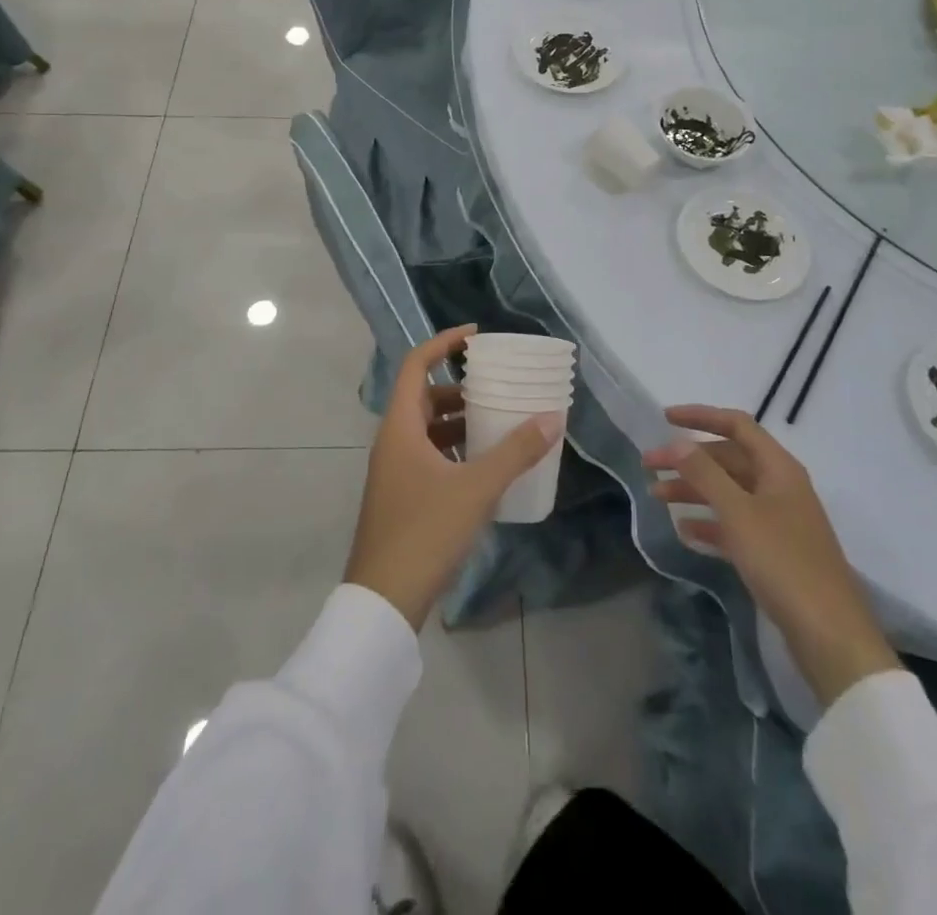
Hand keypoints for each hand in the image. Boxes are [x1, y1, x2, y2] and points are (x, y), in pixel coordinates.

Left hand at [344, 326, 564, 630]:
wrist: (384, 600)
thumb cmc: (425, 531)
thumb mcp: (476, 488)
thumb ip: (515, 451)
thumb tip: (553, 417)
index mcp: (400, 427)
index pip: (416, 365)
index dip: (443, 343)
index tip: (476, 336)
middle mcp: (392, 441)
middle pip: (424, 397)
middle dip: (459, 387)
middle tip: (496, 386)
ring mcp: (394, 471)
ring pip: (427, 429)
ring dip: (458, 420)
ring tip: (497, 422)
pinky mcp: (401, 496)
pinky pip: (429, 456)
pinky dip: (454, 449)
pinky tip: (484, 465)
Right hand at [644, 406, 899, 707]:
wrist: (829, 635)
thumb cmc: (783, 562)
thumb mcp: (738, 513)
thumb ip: (704, 473)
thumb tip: (675, 442)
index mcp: (778, 468)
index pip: (737, 425)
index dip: (700, 416)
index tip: (664, 419)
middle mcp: (779, 486)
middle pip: (728, 459)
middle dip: (687, 460)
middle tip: (648, 467)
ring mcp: (778, 520)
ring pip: (728, 492)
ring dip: (693, 490)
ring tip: (656, 498)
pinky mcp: (773, 551)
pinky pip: (734, 524)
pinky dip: (709, 522)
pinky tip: (684, 531)